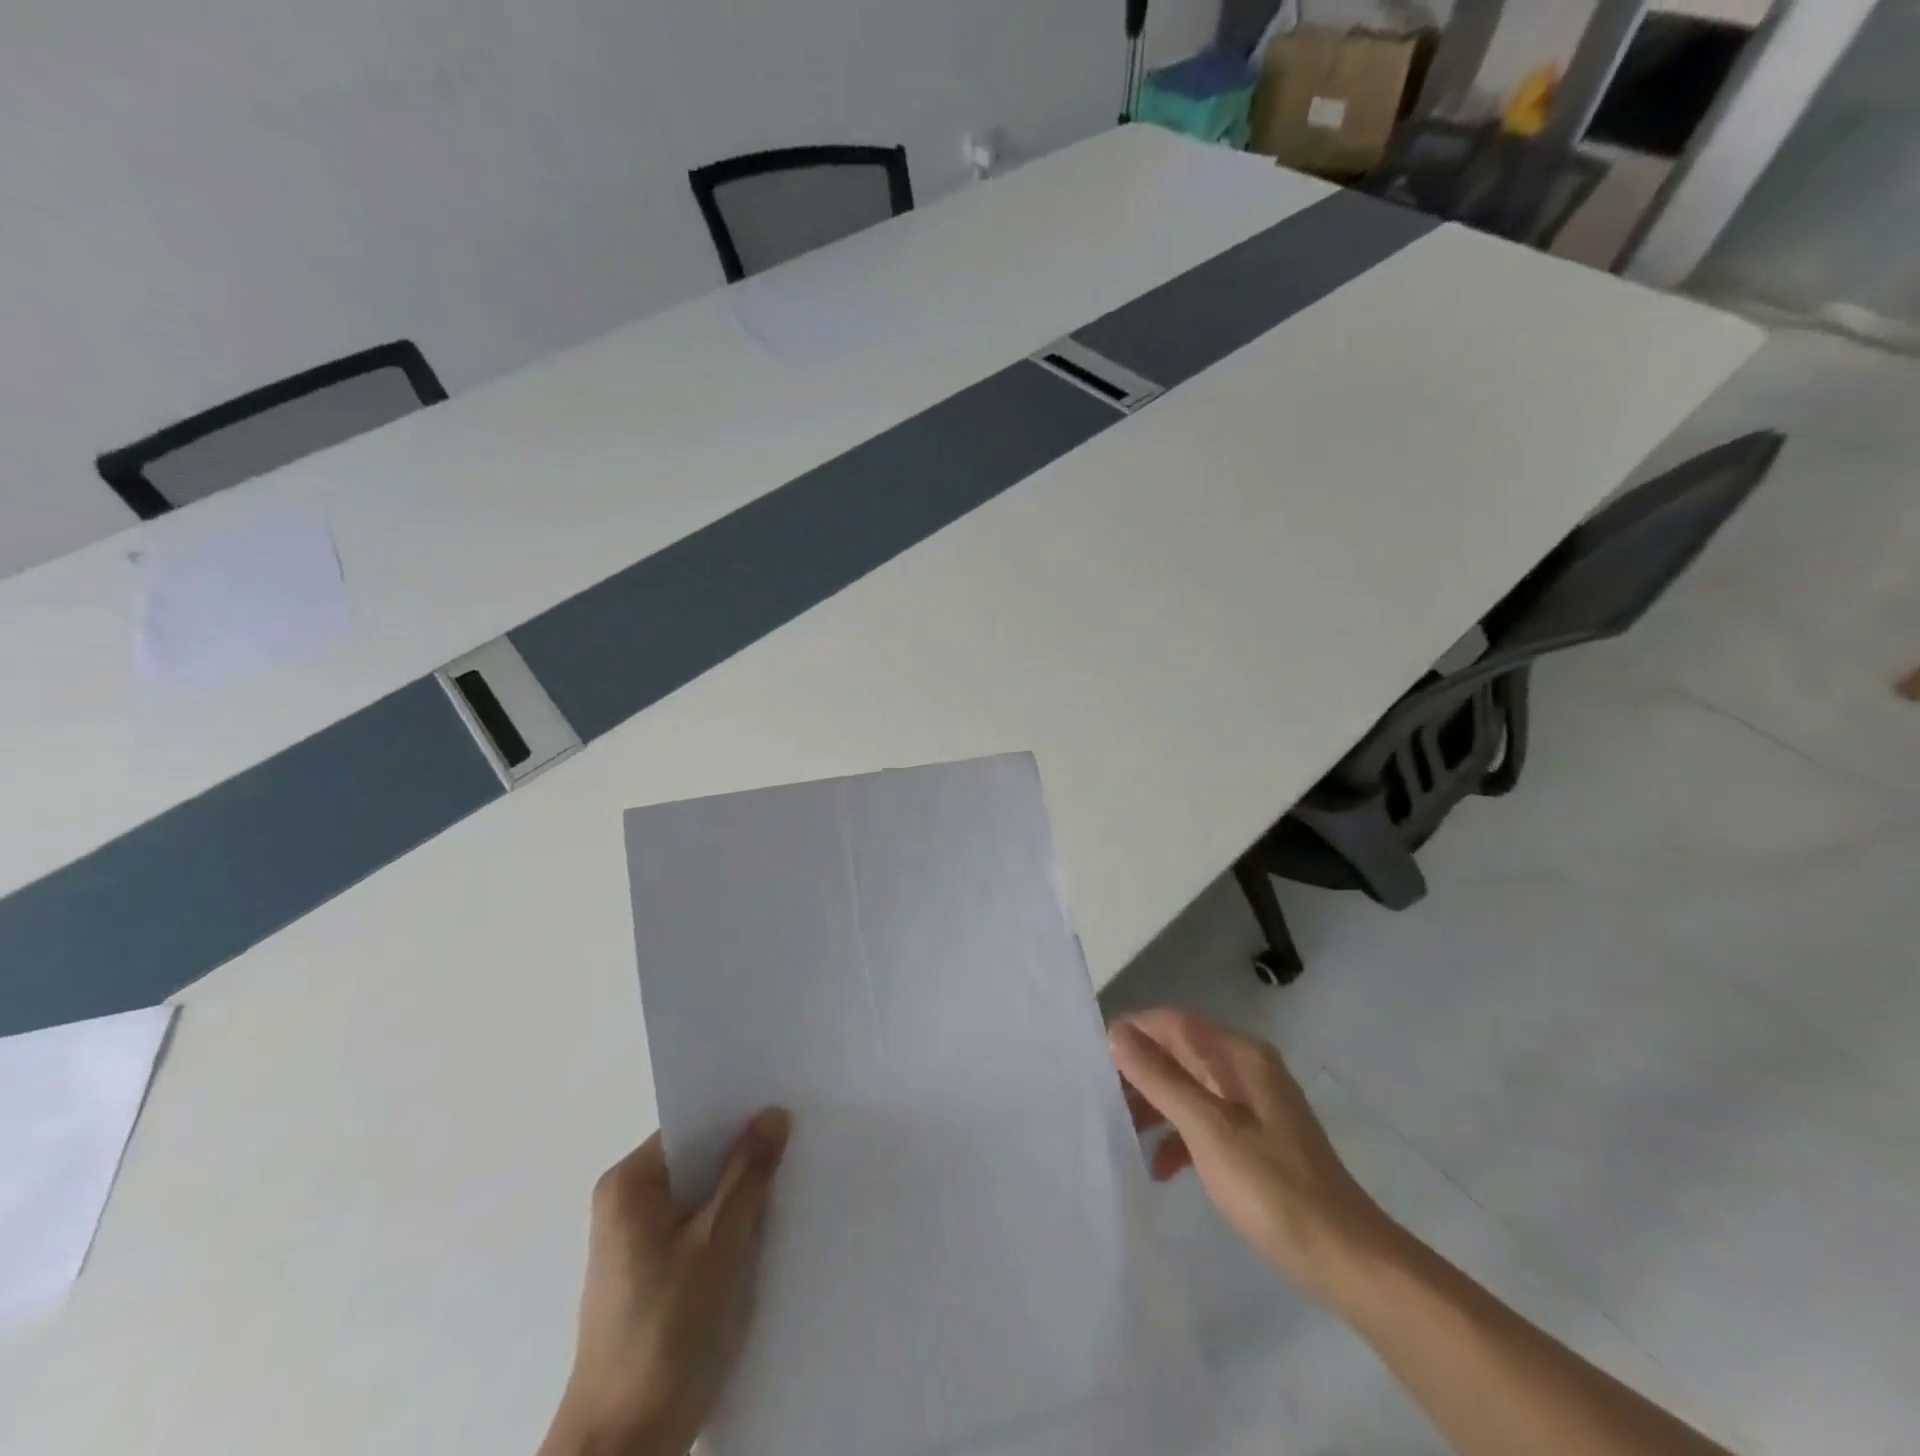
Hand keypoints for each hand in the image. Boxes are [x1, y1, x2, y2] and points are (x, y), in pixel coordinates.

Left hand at [542, 1110, 791, 1455]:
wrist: (625, 1448)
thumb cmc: (668, 1332)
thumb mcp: (722, 1242)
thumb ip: (749, 1173)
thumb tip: (773, 1113)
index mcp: (629, 1185)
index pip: (692, 1126)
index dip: (738, 1117)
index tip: (785, 1109)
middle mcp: (625, 1205)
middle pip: (698, 1161)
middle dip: (744, 1158)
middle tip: (798, 1144)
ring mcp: (635, 1246)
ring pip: (701, 1199)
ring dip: (739, 1198)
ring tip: (790, 1185)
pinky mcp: (649, 1279)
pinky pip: (697, 1231)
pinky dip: (728, 1231)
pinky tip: (765, 1236)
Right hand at [1111, 1009, 1395, 1305]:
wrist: (1347, 1262)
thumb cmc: (1274, 1189)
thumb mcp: (1208, 1129)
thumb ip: (1161, 1078)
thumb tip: (1117, 1031)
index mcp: (1240, 1056)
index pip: (1175, 1023)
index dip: (1134, 1032)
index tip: (1095, 1059)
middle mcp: (1246, 1070)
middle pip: (1181, 1054)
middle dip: (1140, 1072)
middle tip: (1101, 1100)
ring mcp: (1253, 1107)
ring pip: (1189, 1089)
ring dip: (1155, 1105)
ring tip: (1121, 1133)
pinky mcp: (1255, 1142)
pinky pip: (1205, 1122)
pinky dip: (1178, 1137)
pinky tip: (1160, 1168)